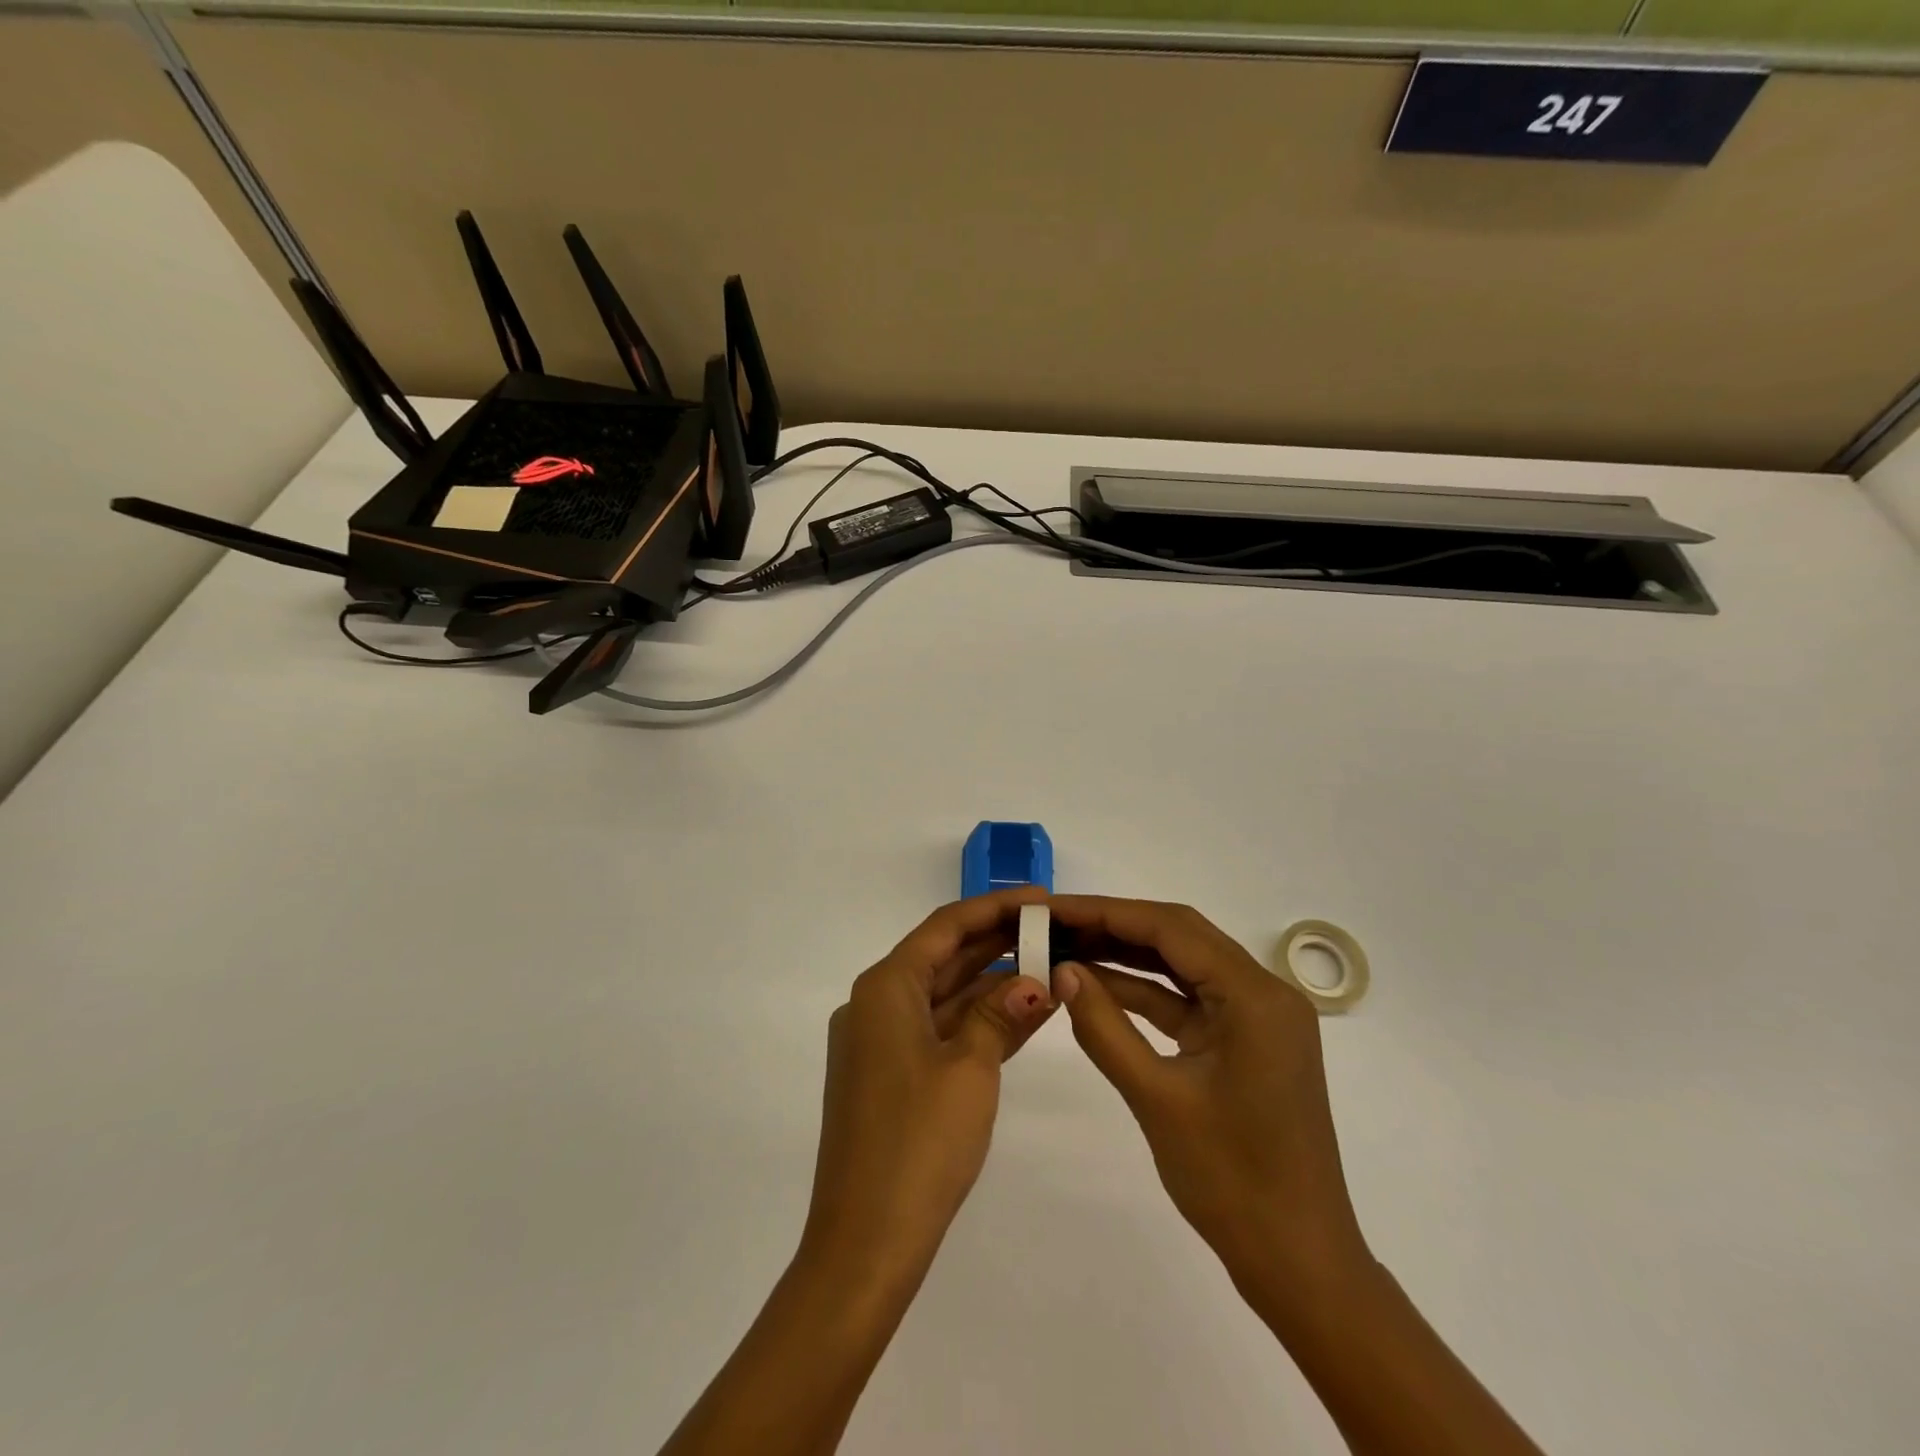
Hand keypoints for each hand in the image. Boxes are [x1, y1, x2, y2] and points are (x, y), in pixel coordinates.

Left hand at [802, 888, 1056, 1282]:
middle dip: (999, 942)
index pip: (946, 928)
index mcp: (885, 988)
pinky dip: (980, 1021)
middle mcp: (877, 1004)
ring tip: (1051, 966)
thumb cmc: (917, 1143)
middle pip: (945, 957)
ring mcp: (882, 1042)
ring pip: (946, 995)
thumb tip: (1036, 981)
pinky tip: (1027, 1014)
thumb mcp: (970, 1070)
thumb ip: (1001, 1015)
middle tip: (1054, 929)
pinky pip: (942, 1031)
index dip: (995, 908)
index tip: (1041, 898)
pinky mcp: (892, 1076)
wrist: (865, 1244)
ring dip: (995, 984)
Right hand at [1049, 896, 1368, 1300]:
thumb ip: (1104, 1027)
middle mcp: (1264, 992)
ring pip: (1182, 965)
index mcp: (1255, 996)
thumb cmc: (1232, 1181)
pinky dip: (1145, 992)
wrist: (1297, 1263)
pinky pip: (1188, 1000)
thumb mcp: (1156, 1098)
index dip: (1106, 913)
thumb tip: (1062, 970)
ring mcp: (1257, 1017)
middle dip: (1113, 927)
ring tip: (1066, 946)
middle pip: (1179, 937)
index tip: (1052, 909)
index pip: (1171, 929)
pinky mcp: (1245, 1041)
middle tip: (1054, 924)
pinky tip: (1097, 987)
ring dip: (1126, 956)